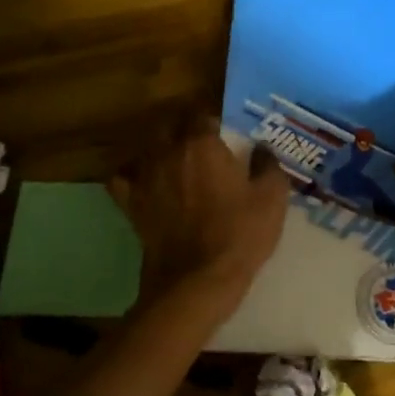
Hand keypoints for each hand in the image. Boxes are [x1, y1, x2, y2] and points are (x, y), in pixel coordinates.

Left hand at [108, 110, 289, 302]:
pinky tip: (144, 181)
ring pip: (145, 147)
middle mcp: (168, 152)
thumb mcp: (272, 199)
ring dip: (159, 147)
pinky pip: (122, 177)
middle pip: (169, 124)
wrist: (196, 281)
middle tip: (201, 141)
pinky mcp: (130, 204)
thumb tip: (262, 148)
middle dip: (183, 126)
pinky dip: (131, 175)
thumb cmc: (239, 235)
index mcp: (202, 144)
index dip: (213, 119)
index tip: (225, 130)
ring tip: (174, 158)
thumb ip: (268, 165)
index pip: (202, 114)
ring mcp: (144, 178)